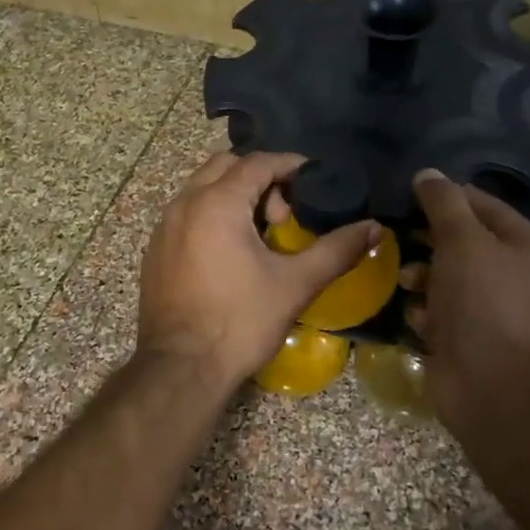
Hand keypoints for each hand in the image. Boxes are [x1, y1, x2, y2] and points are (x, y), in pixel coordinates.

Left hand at [138, 152, 381, 391]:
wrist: (180, 367)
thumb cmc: (240, 322)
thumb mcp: (295, 284)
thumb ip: (336, 250)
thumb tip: (374, 228)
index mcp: (217, 203)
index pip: (257, 162)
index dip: (289, 165)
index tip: (314, 180)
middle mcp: (185, 203)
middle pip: (226, 166)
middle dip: (259, 177)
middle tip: (284, 214)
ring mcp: (164, 226)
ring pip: (202, 188)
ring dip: (234, 195)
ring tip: (260, 233)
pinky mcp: (155, 249)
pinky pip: (186, 212)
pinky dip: (211, 214)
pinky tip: (230, 252)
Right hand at [405, 169, 529, 417]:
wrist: (495, 387)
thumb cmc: (485, 302)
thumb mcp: (463, 240)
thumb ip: (444, 203)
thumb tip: (427, 173)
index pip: (484, 206)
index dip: (447, 196)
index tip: (409, 194)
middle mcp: (516, 278)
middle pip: (463, 243)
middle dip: (428, 239)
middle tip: (397, 235)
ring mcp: (493, 312)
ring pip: (447, 279)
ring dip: (421, 276)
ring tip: (404, 280)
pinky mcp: (469, 340)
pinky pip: (439, 313)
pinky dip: (423, 311)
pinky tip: (413, 314)